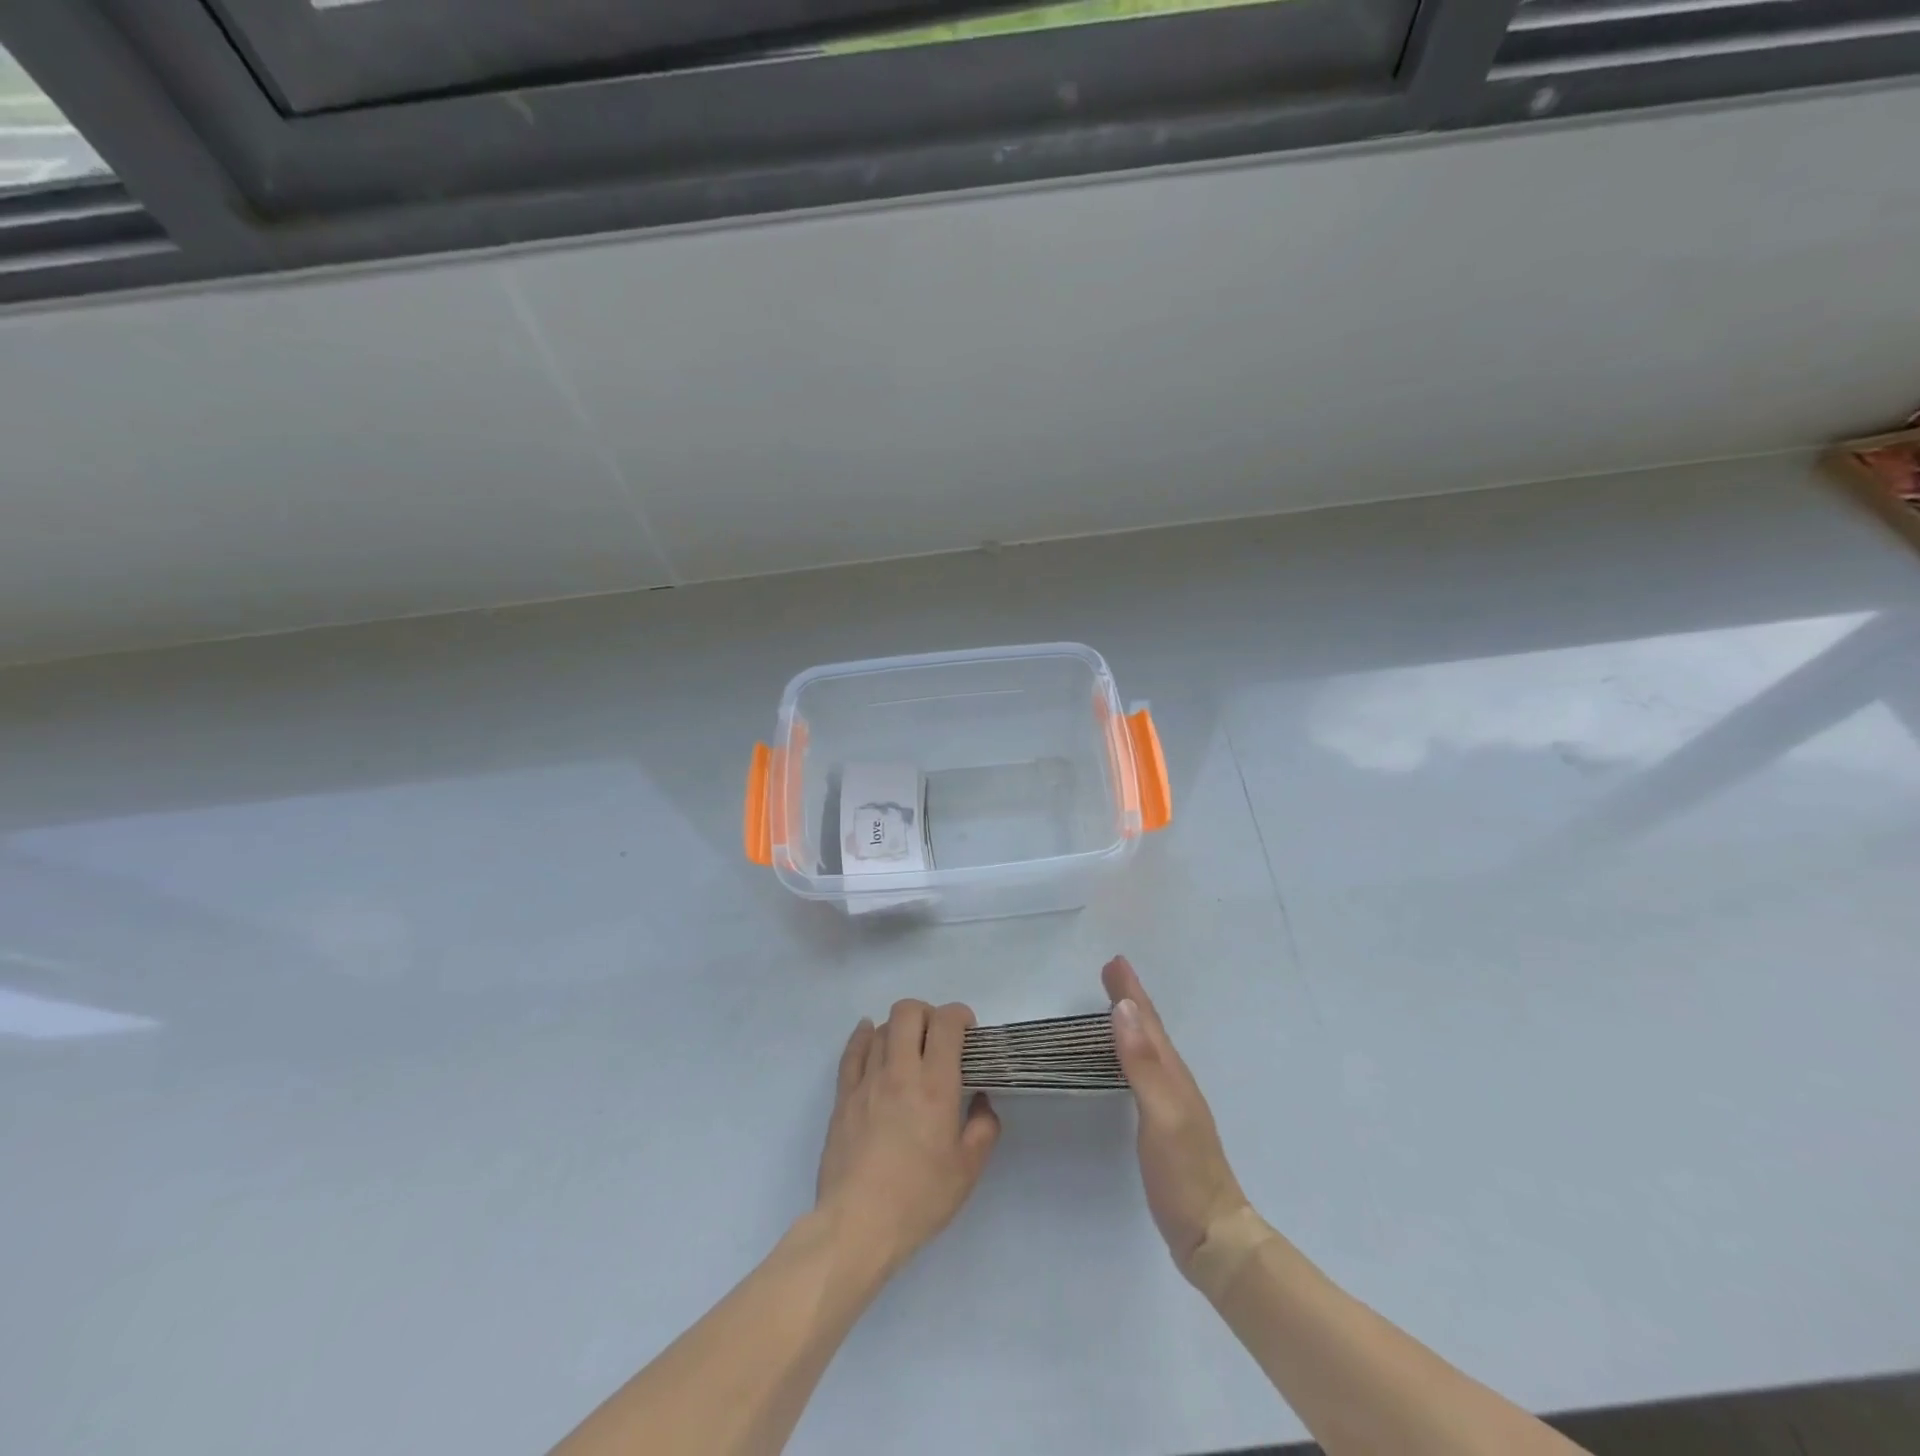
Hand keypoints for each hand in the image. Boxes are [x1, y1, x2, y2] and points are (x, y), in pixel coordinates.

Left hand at [815, 1000, 1000, 1274]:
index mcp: (935, 1086)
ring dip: (899, 1029)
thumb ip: (983, 1128)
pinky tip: (869, 1034)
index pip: (946, 1023)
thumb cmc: (918, 1199)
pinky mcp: (843, 1096)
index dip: (960, 1016)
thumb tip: (980, 1100)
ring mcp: (867, 1081)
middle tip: (937, 1038)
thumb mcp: (968, 1170)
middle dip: (927, 1014)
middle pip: (908, 1012)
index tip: (968, 1033)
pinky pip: (852, 1050)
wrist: (857, 1225)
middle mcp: (900, 1072)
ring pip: (880, 1028)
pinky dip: (863, 1035)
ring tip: (908, 1050)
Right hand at [1104, 956, 1251, 1277]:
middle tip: (1112, 972)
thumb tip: (1124, 1009)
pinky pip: (1144, 1072)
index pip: (1147, 1022)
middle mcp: (1174, 1081)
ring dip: (1132, 1021)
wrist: (1213, 1234)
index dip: (1131, 991)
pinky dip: (1132, 1052)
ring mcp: (1171, 1104)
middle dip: (1131, 998)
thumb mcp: (1161, 1114)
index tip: (1114, 962)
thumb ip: (1142, 1063)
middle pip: (1150, 1030)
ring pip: (1148, 1049)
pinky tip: (1125, 1061)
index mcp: (1172, 1074)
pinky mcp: (1164, 1125)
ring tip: (1115, 1004)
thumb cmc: (1184, 1173)